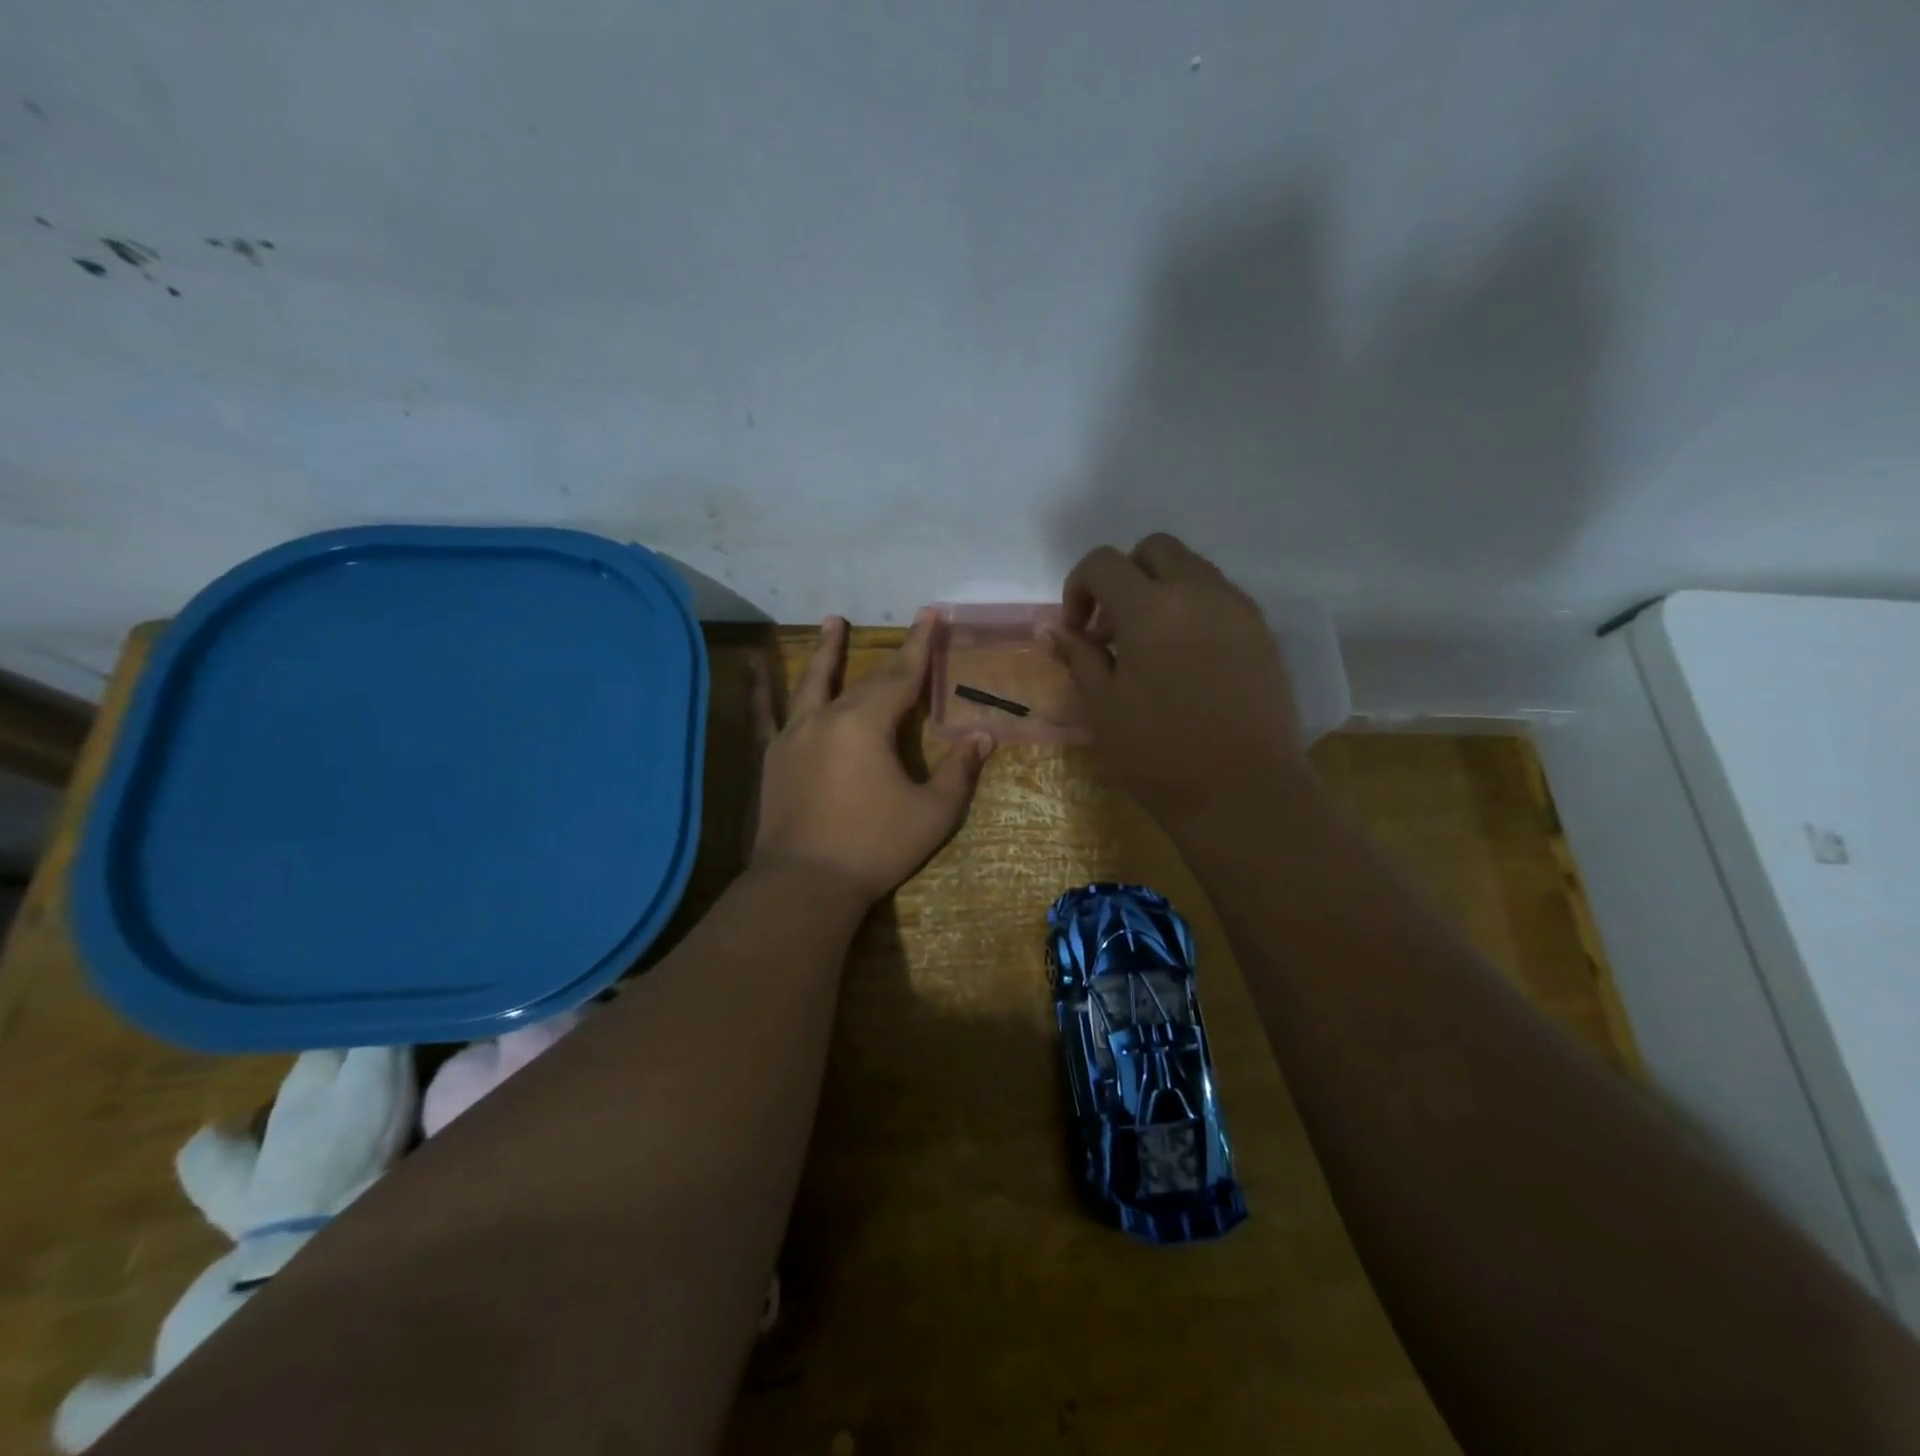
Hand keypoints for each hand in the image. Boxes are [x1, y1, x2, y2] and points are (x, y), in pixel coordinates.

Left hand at [750, 612, 993, 902]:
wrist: (806, 884)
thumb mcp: (933, 813)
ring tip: (832, 621)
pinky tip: (753, 667)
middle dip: (890, 654)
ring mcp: (794, 735)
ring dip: (826, 651)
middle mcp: (827, 718)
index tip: (931, 614)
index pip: (901, 675)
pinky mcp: (773, 757)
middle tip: (909, 628)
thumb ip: (959, 771)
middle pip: (864, 679)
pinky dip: (761, 688)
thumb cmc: (875, 846)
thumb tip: (982, 737)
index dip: (920, 645)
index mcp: (867, 724)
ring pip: (812, 683)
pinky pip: (766, 714)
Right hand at [1044, 533, 1304, 826]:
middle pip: (1154, 549)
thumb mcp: (1103, 707)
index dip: (1079, 588)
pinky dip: (1194, 608)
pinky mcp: (1262, 631)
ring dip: (1161, 590)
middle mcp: (1198, 592)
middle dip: (1124, 576)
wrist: (1243, 791)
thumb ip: (1078, 656)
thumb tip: (1050, 627)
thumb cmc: (1160, 754)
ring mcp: (1237, 608)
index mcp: (1150, 608)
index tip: (1079, 632)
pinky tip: (1187, 659)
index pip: (1103, 562)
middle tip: (1114, 629)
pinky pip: (1221, 597)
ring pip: (1192, 568)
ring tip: (1151, 646)